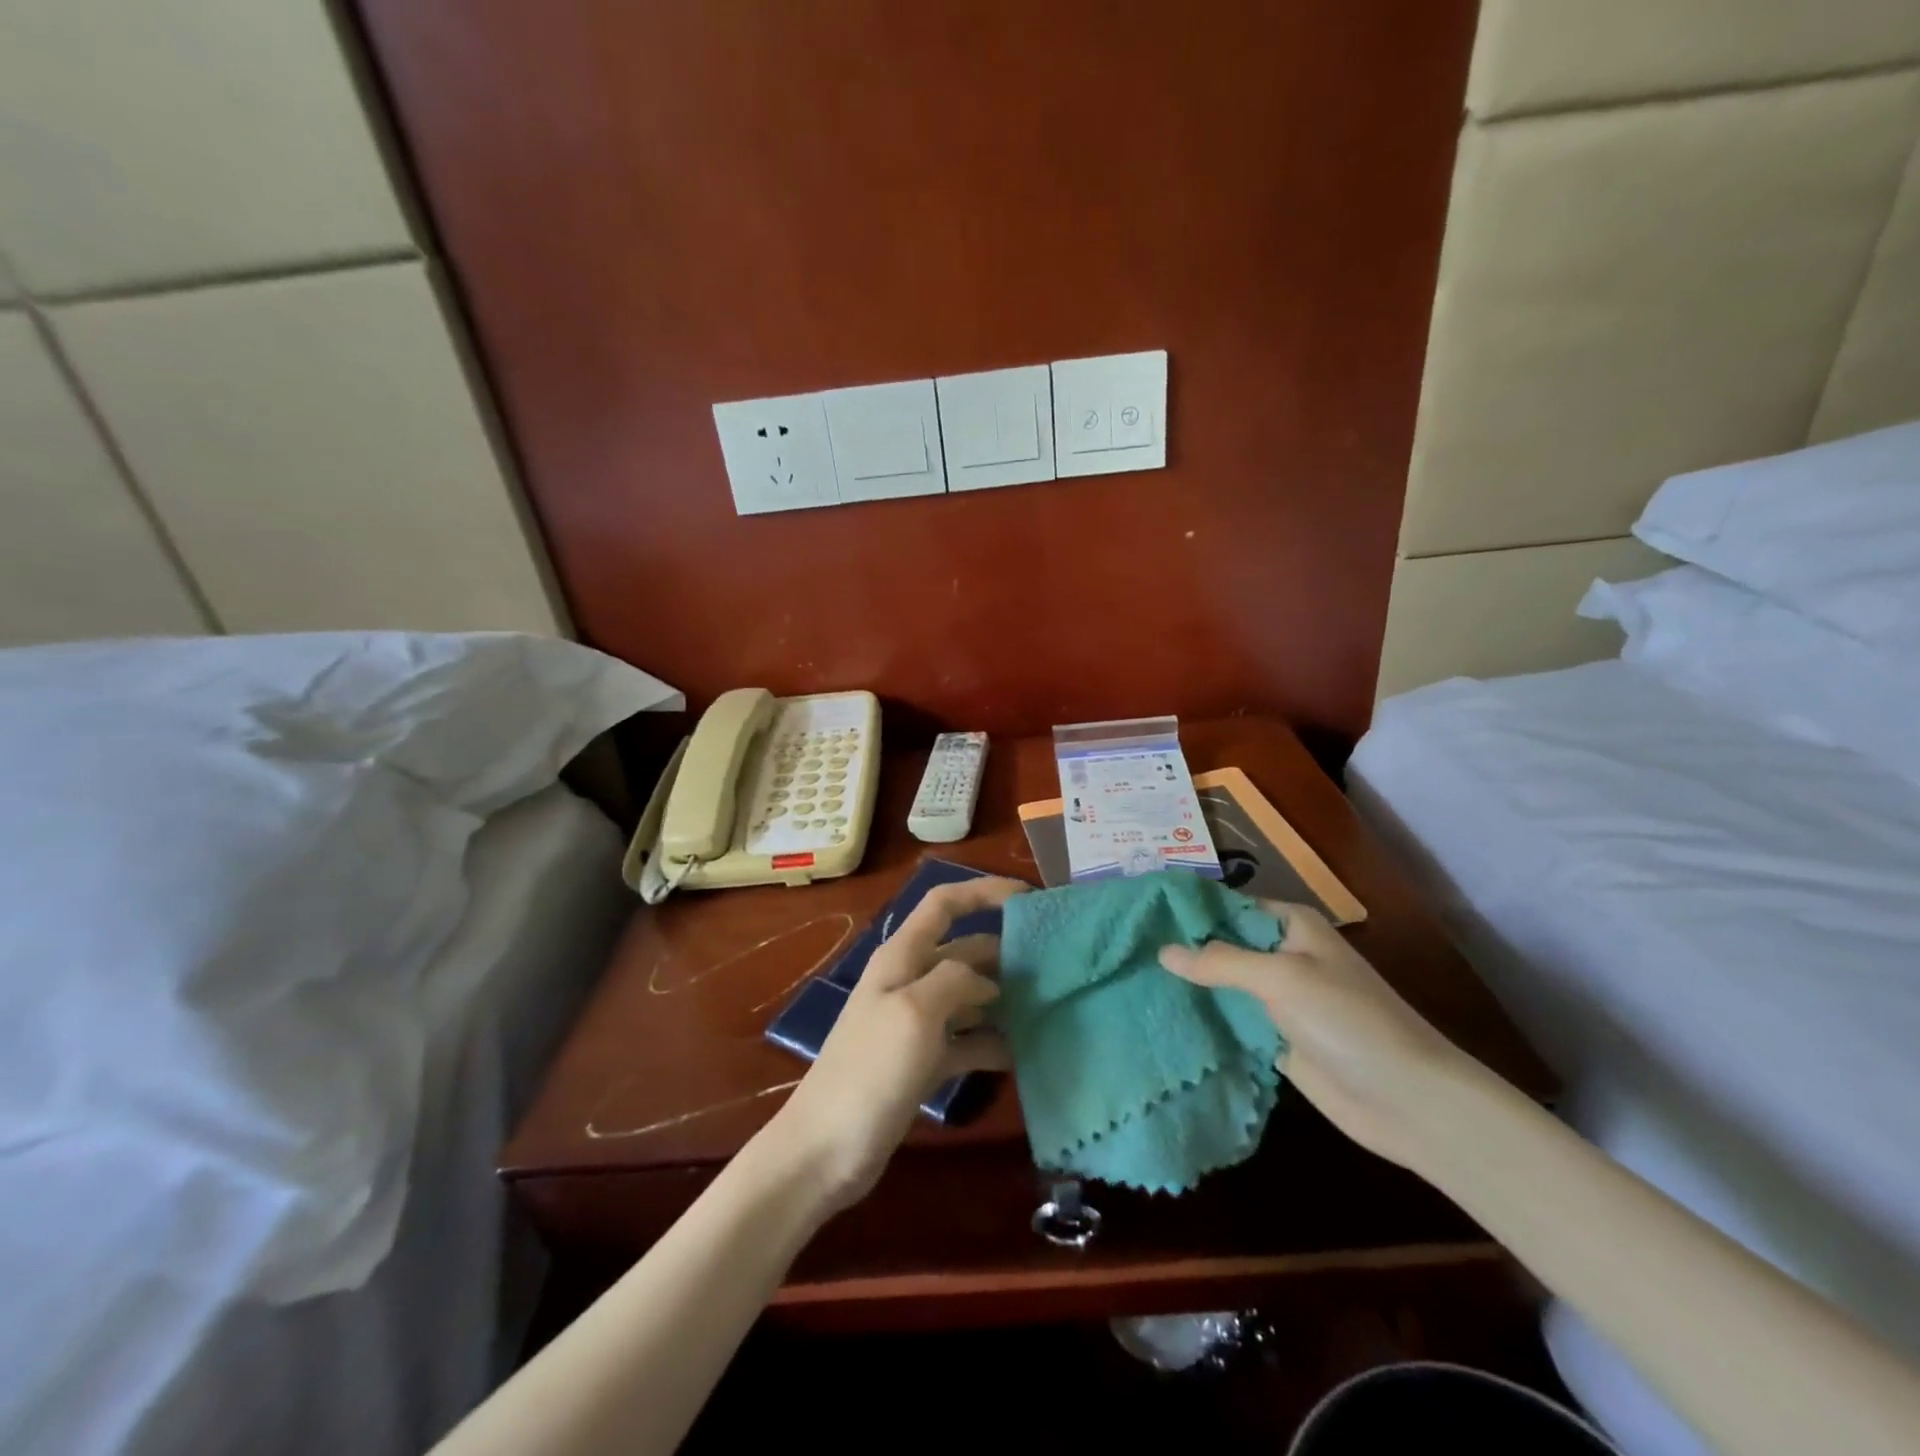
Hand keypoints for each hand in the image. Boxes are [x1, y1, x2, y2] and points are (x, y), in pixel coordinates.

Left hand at [771, 876, 1027, 1208]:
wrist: (826, 1150)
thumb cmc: (870, 1070)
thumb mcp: (915, 1012)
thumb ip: (955, 980)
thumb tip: (985, 980)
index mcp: (901, 956)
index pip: (944, 904)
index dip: (984, 892)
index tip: (1029, 898)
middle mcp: (910, 980)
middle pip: (964, 950)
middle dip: (1005, 950)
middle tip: (1056, 964)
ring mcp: (917, 1022)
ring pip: (970, 996)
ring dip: (1004, 998)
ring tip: (1050, 1006)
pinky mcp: (924, 1061)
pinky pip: (967, 1039)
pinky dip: (993, 1041)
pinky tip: (1026, 1052)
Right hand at [1159, 903, 1475, 1170]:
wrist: (1407, 1100)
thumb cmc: (1348, 1020)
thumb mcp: (1281, 978)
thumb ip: (1219, 962)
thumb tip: (1163, 950)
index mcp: (1290, 926)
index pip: (1228, 905)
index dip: (1187, 909)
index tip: (1139, 914)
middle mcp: (1282, 955)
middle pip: (1222, 944)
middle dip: (1182, 948)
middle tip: (1125, 949)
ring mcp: (1278, 999)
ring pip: (1223, 983)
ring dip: (1189, 985)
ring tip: (1131, 978)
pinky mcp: (1275, 1038)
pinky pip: (1232, 1019)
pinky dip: (1204, 1018)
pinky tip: (1162, 1015)